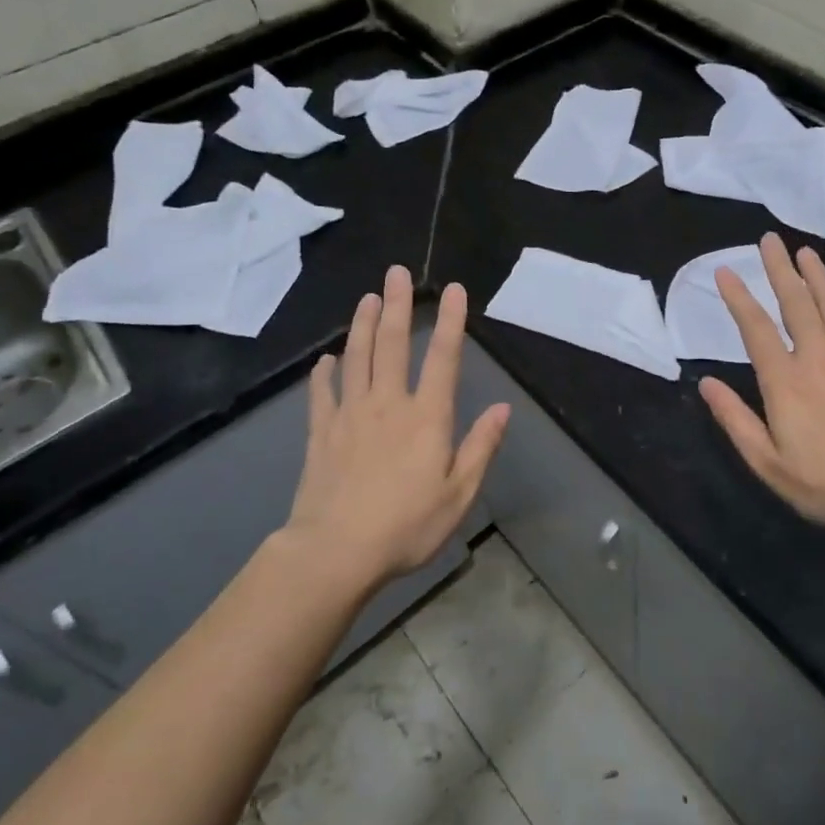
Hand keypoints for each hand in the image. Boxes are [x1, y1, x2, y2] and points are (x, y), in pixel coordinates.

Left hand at [289, 266, 509, 585]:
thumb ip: (480, 447)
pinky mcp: (322, 434)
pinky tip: (326, 360)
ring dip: (363, 325)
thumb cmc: (406, 526)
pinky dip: (324, 374)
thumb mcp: (458, 494)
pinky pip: (322, 395)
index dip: (452, 321)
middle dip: (398, 305)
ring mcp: (350, 415)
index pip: (444, 358)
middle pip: (394, 345)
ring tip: (367, 298)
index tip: (454, 289)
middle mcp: (388, 404)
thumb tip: (503, 408)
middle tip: (395, 272)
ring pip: (357, 358)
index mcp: (427, 417)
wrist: (335, 552)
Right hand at [699, 233, 824, 539]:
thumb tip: (706, 384)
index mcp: (785, 381)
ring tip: (805, 252)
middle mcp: (818, 358)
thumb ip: (735, 420)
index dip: (738, 297)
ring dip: (817, 275)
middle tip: (769, 240)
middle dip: (779, 269)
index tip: (725, 271)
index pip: (755, 328)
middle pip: (796, 303)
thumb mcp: (768, 463)